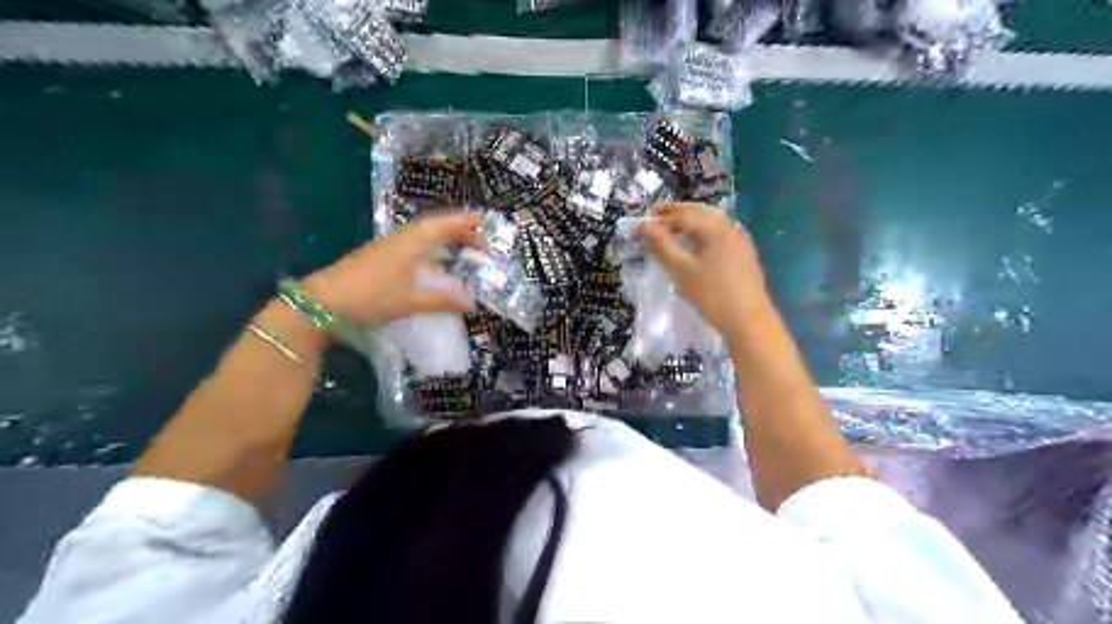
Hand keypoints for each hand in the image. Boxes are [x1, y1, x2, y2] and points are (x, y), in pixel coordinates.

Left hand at [301, 211, 478, 325]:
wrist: (323, 302)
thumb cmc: (371, 296)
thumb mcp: (410, 301)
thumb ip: (443, 300)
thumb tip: (473, 303)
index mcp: (410, 242)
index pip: (442, 225)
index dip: (463, 222)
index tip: (483, 221)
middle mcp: (400, 239)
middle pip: (433, 228)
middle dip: (457, 232)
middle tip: (478, 242)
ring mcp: (387, 248)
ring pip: (421, 238)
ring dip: (442, 241)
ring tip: (460, 251)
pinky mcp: (379, 258)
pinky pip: (412, 248)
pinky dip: (429, 252)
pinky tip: (432, 266)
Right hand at [633, 203, 775, 341]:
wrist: (748, 321)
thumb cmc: (711, 294)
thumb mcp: (681, 270)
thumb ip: (662, 245)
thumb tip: (644, 226)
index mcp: (714, 228)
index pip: (682, 215)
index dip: (659, 219)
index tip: (640, 226)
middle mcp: (729, 228)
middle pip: (700, 211)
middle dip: (677, 211)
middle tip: (656, 213)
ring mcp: (739, 240)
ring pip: (712, 221)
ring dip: (690, 220)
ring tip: (672, 227)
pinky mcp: (743, 254)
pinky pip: (719, 233)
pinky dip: (702, 231)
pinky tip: (694, 244)